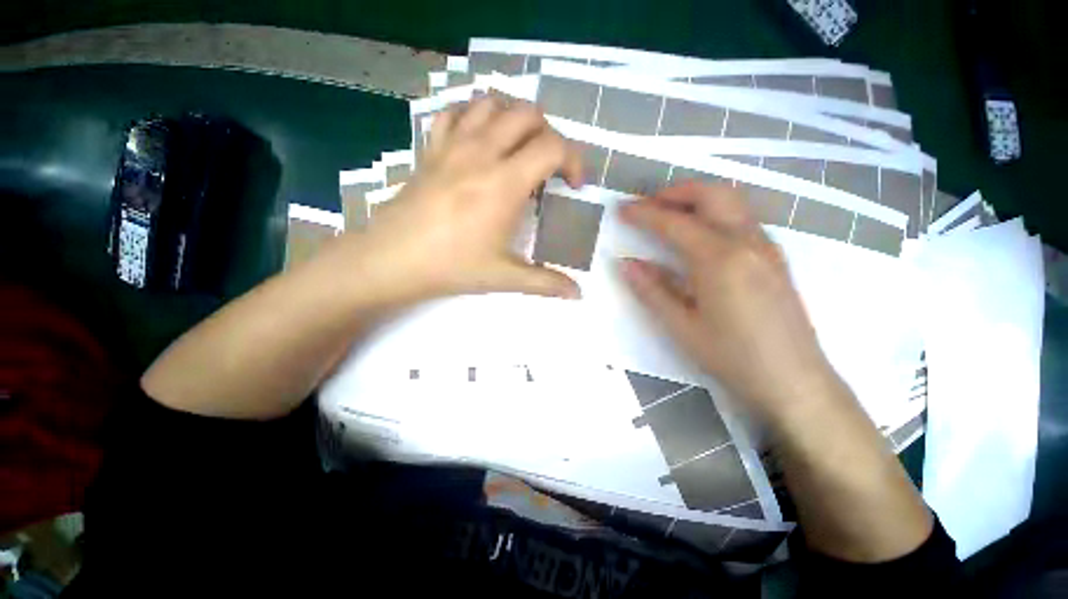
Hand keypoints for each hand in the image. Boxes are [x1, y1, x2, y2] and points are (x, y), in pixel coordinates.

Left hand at [332, 96, 583, 305]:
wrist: (392, 260)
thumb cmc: (452, 267)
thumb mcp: (504, 277)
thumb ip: (545, 283)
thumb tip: (577, 294)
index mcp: (505, 183)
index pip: (553, 147)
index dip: (574, 161)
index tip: (573, 185)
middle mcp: (482, 153)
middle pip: (527, 114)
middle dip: (548, 135)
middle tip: (548, 166)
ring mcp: (453, 146)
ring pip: (492, 104)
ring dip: (514, 119)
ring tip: (519, 148)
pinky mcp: (431, 149)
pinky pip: (454, 113)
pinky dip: (474, 115)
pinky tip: (479, 139)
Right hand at [619, 182, 845, 423]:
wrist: (794, 380)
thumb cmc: (732, 357)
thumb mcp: (681, 327)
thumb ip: (651, 290)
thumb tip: (626, 263)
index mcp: (719, 259)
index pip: (674, 223)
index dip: (644, 213)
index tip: (621, 209)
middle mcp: (747, 241)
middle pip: (711, 194)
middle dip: (674, 192)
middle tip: (647, 206)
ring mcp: (766, 246)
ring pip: (730, 201)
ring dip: (696, 198)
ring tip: (669, 215)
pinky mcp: (774, 255)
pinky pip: (741, 217)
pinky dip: (714, 212)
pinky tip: (699, 234)